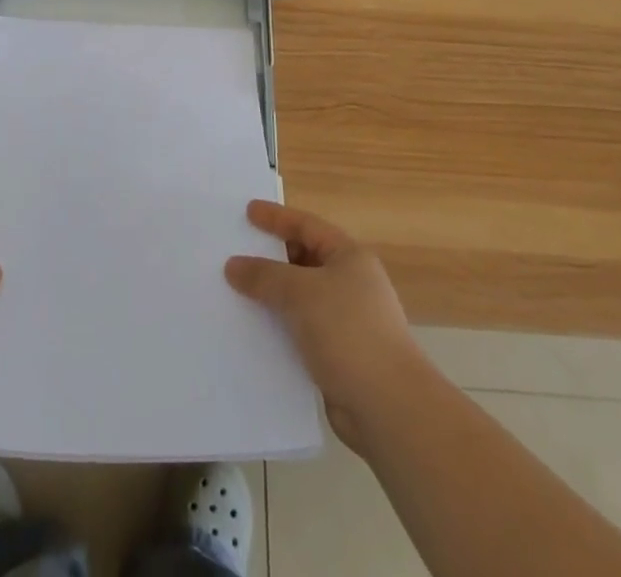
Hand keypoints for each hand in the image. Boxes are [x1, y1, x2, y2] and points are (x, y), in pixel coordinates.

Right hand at [225, 200, 420, 449]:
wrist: (388, 408)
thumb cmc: (348, 332)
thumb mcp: (300, 292)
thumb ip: (264, 275)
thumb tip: (233, 265)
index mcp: (350, 258)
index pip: (307, 226)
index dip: (276, 217)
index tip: (247, 212)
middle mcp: (350, 284)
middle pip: (303, 260)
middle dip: (270, 257)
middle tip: (235, 252)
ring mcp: (345, 322)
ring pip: (299, 298)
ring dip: (271, 296)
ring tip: (235, 291)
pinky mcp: (338, 356)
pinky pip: (299, 330)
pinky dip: (278, 327)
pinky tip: (252, 331)